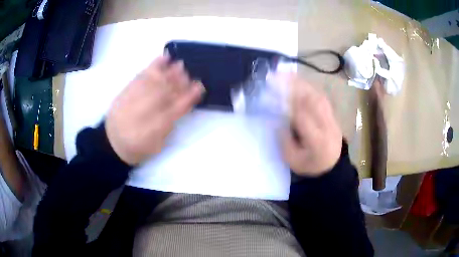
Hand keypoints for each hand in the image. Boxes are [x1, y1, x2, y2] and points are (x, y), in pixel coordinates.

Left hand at [106, 55, 203, 164]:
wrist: (112, 142)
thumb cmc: (137, 146)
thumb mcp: (156, 145)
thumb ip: (168, 126)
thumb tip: (178, 107)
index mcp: (157, 125)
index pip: (178, 107)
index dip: (190, 96)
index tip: (200, 87)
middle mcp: (147, 109)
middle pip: (167, 91)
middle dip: (180, 81)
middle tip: (190, 74)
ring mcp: (136, 96)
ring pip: (157, 80)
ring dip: (170, 72)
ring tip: (180, 65)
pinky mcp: (128, 89)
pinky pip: (142, 74)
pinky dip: (154, 65)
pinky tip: (164, 58)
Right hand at [282, 75, 341, 176]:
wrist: (332, 165)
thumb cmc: (311, 165)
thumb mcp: (293, 161)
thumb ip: (285, 142)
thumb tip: (278, 121)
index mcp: (318, 141)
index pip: (303, 117)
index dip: (287, 104)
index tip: (272, 94)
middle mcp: (328, 126)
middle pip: (313, 102)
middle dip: (294, 87)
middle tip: (277, 77)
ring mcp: (332, 118)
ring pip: (317, 96)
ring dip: (301, 84)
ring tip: (286, 75)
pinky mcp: (333, 114)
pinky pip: (321, 97)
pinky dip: (309, 87)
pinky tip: (299, 82)